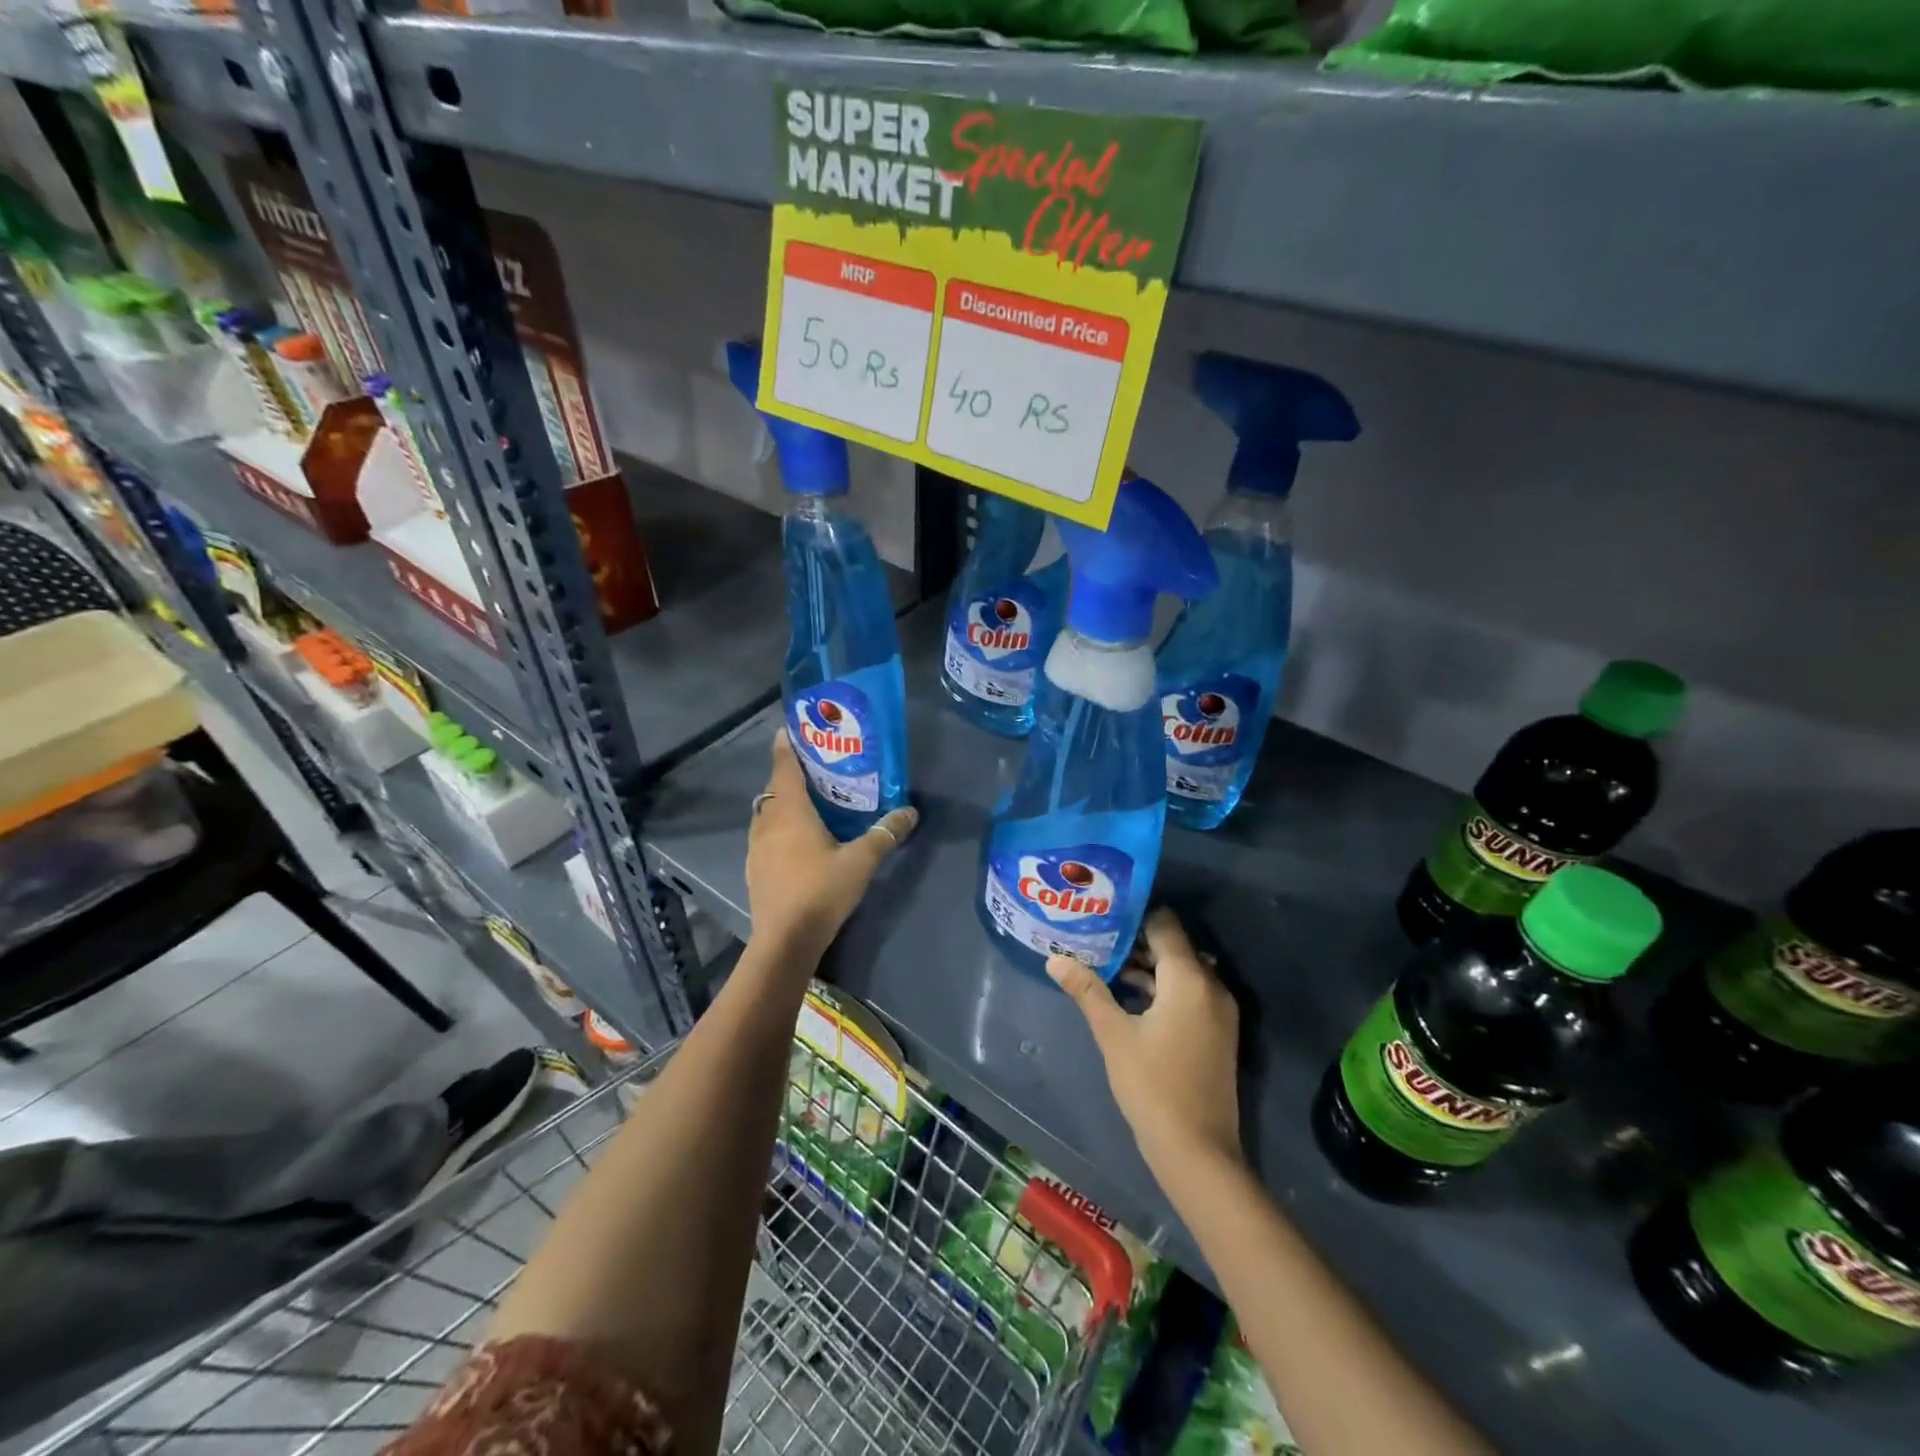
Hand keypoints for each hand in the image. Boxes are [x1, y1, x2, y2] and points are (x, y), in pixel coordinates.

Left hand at [746, 730, 917, 958]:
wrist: (785, 940)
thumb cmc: (821, 891)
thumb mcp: (861, 861)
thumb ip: (885, 834)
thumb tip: (910, 812)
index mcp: (790, 812)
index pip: (784, 768)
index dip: (786, 747)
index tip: (788, 730)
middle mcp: (767, 823)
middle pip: (774, 789)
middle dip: (788, 776)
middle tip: (812, 770)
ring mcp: (755, 847)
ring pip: (766, 813)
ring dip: (781, 803)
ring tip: (806, 804)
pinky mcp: (754, 869)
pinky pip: (763, 835)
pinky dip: (777, 828)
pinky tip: (796, 842)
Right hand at [1048, 908, 1242, 1172]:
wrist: (1198, 1152)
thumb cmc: (1152, 1086)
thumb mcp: (1113, 1035)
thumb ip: (1087, 991)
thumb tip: (1054, 958)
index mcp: (1189, 979)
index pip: (1164, 924)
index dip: (1133, 915)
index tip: (1102, 913)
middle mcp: (1211, 985)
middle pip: (1173, 945)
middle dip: (1135, 939)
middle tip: (1096, 936)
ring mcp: (1218, 1010)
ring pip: (1181, 969)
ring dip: (1147, 965)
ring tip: (1104, 963)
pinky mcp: (1217, 1030)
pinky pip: (1189, 991)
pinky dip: (1162, 987)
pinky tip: (1128, 995)